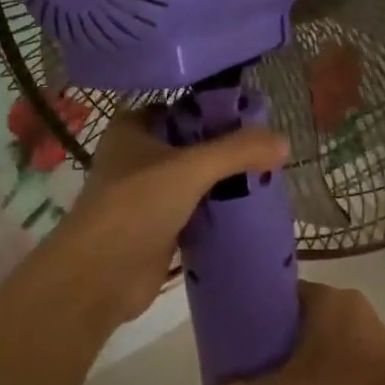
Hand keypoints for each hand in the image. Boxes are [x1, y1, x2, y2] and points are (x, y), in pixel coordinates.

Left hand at [45, 108, 287, 330]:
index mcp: (133, 129)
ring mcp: (146, 196)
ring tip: (267, 179)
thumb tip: (284, 141)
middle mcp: (137, 158)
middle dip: (227, 150)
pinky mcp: (158, 229)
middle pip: (192, 146)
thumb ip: (237, 151)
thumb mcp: (190, 168)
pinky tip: (250, 211)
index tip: (256, 119)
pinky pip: (196, 212)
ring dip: (225, 183)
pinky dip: (219, 212)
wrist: (100, 276)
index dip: (216, 111)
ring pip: (195, 181)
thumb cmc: (136, 206)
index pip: (182, 109)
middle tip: (269, 152)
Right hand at [203, 282, 384, 384]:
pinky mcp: (381, 345)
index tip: (242, 333)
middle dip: (277, 335)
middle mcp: (346, 300)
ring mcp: (368, 322)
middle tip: (254, 360)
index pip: (281, 292)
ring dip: (302, 349)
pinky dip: (325, 360)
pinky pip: (341, 344)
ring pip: (322, 330)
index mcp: (324, 297)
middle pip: (299, 312)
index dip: (258, 311)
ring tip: (279, 376)